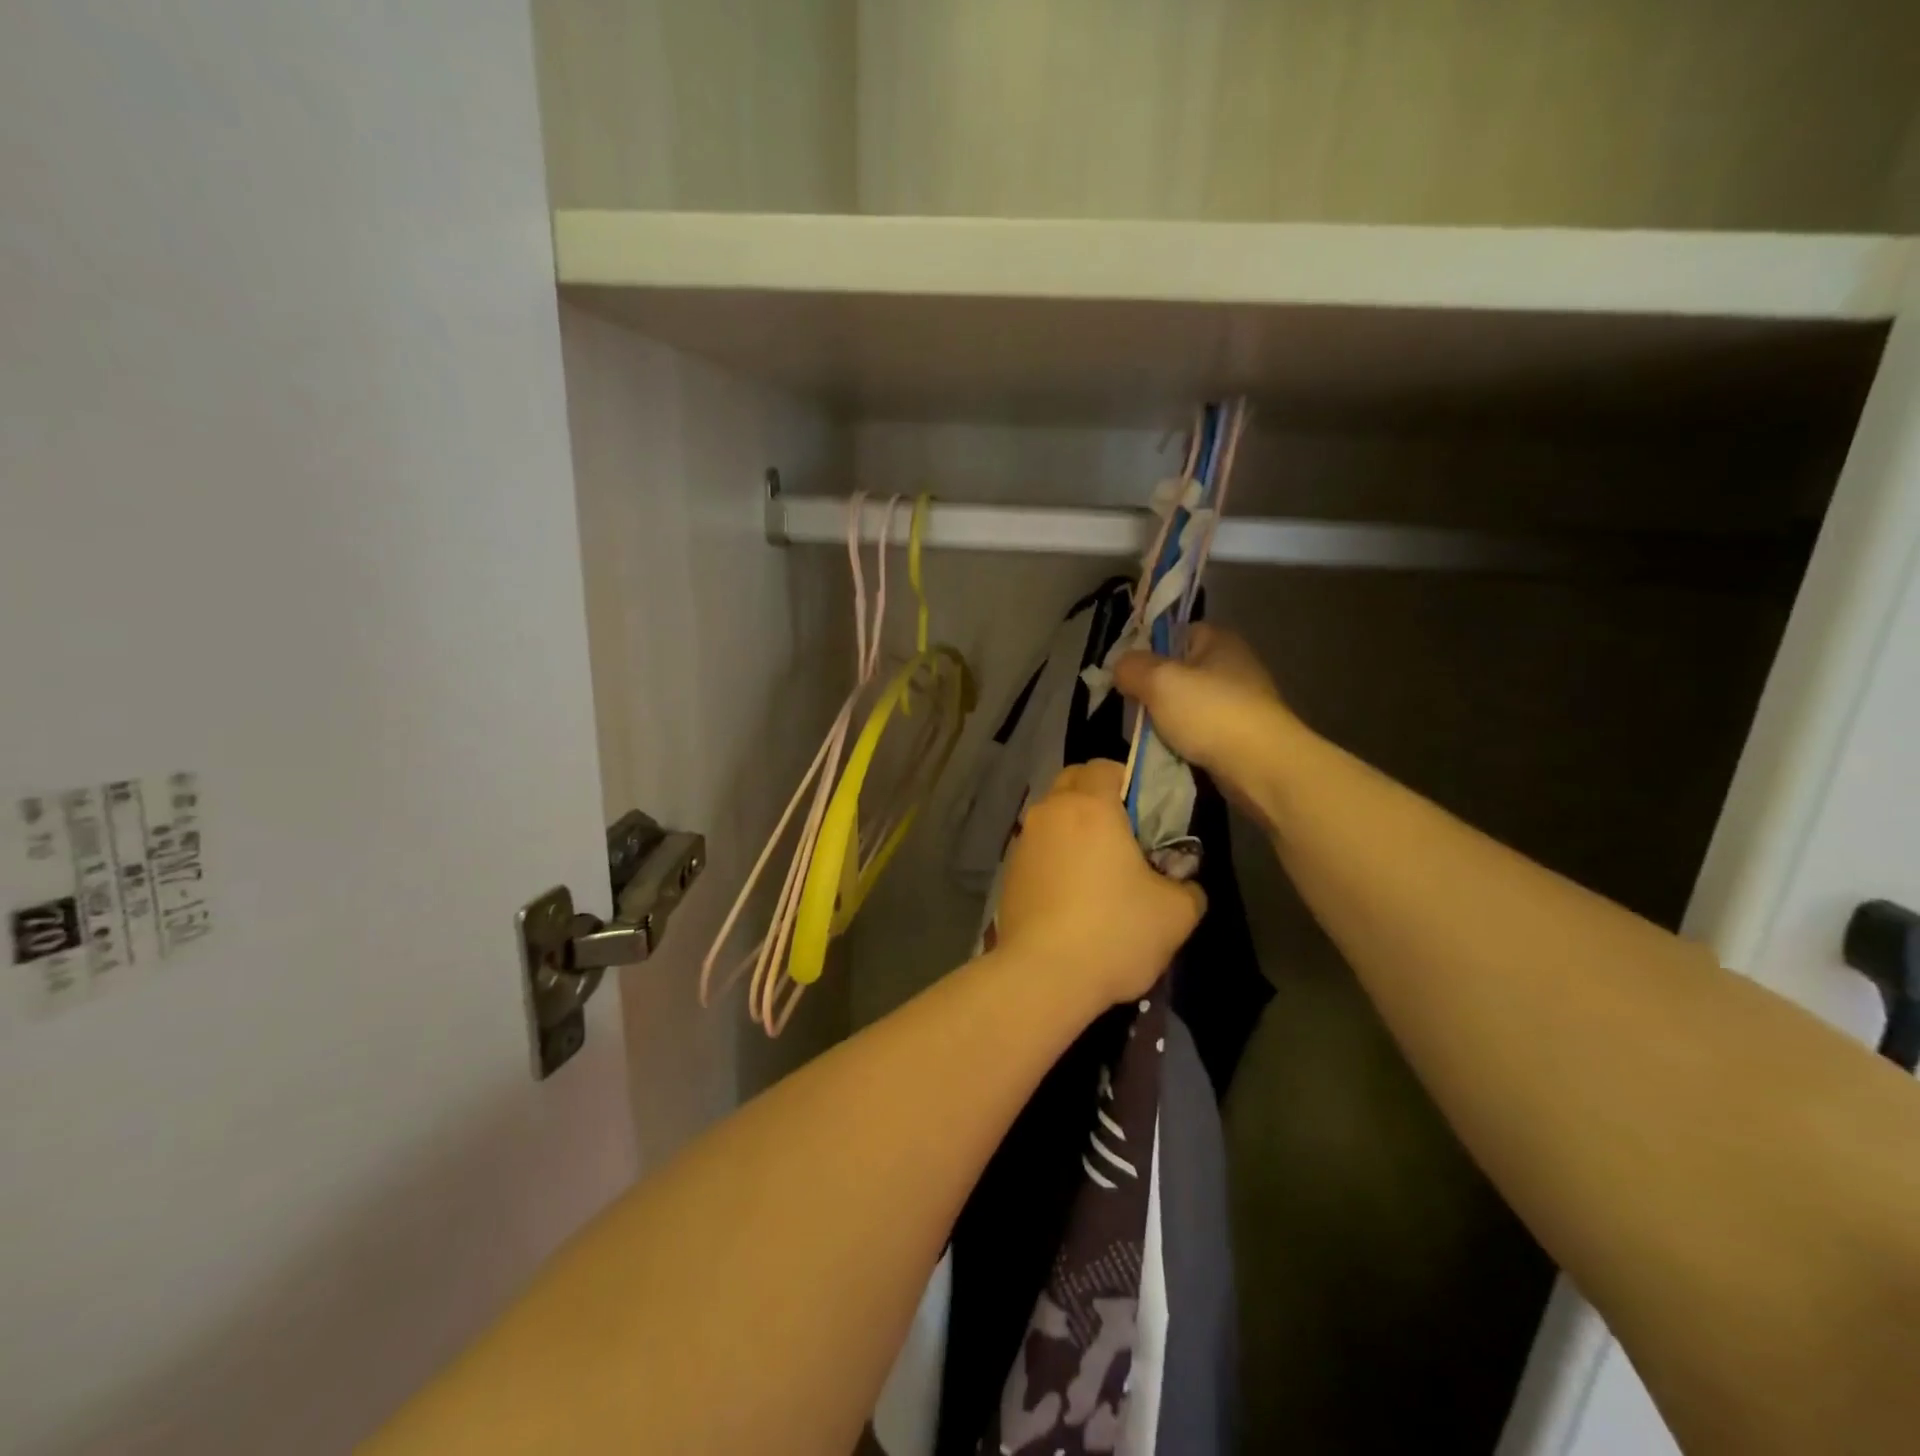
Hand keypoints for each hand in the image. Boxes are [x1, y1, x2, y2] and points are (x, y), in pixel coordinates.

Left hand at [994, 761, 1205, 1006]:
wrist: (1043, 976)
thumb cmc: (1114, 932)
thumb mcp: (1176, 913)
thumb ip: (1188, 886)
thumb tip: (1182, 882)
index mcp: (1090, 807)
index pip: (1105, 766)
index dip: (1128, 780)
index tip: (1146, 811)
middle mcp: (1051, 813)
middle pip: (1072, 783)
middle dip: (1097, 797)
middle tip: (1125, 834)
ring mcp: (1023, 842)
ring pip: (1052, 816)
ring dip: (1073, 828)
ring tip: (1097, 868)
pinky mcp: (1009, 872)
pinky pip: (1038, 848)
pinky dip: (1055, 856)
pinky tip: (1071, 893)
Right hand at [1114, 625, 1295, 816]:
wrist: (1260, 765)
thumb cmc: (1209, 713)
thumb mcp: (1158, 681)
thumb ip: (1131, 667)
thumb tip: (1120, 666)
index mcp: (1219, 640)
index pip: (1175, 632)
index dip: (1148, 649)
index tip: (1126, 673)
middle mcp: (1233, 664)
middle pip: (1179, 671)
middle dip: (1154, 690)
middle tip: (1134, 707)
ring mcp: (1241, 701)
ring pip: (1187, 704)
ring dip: (1167, 719)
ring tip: (1148, 734)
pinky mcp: (1242, 733)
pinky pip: (1201, 730)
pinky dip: (1185, 740)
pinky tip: (1171, 751)